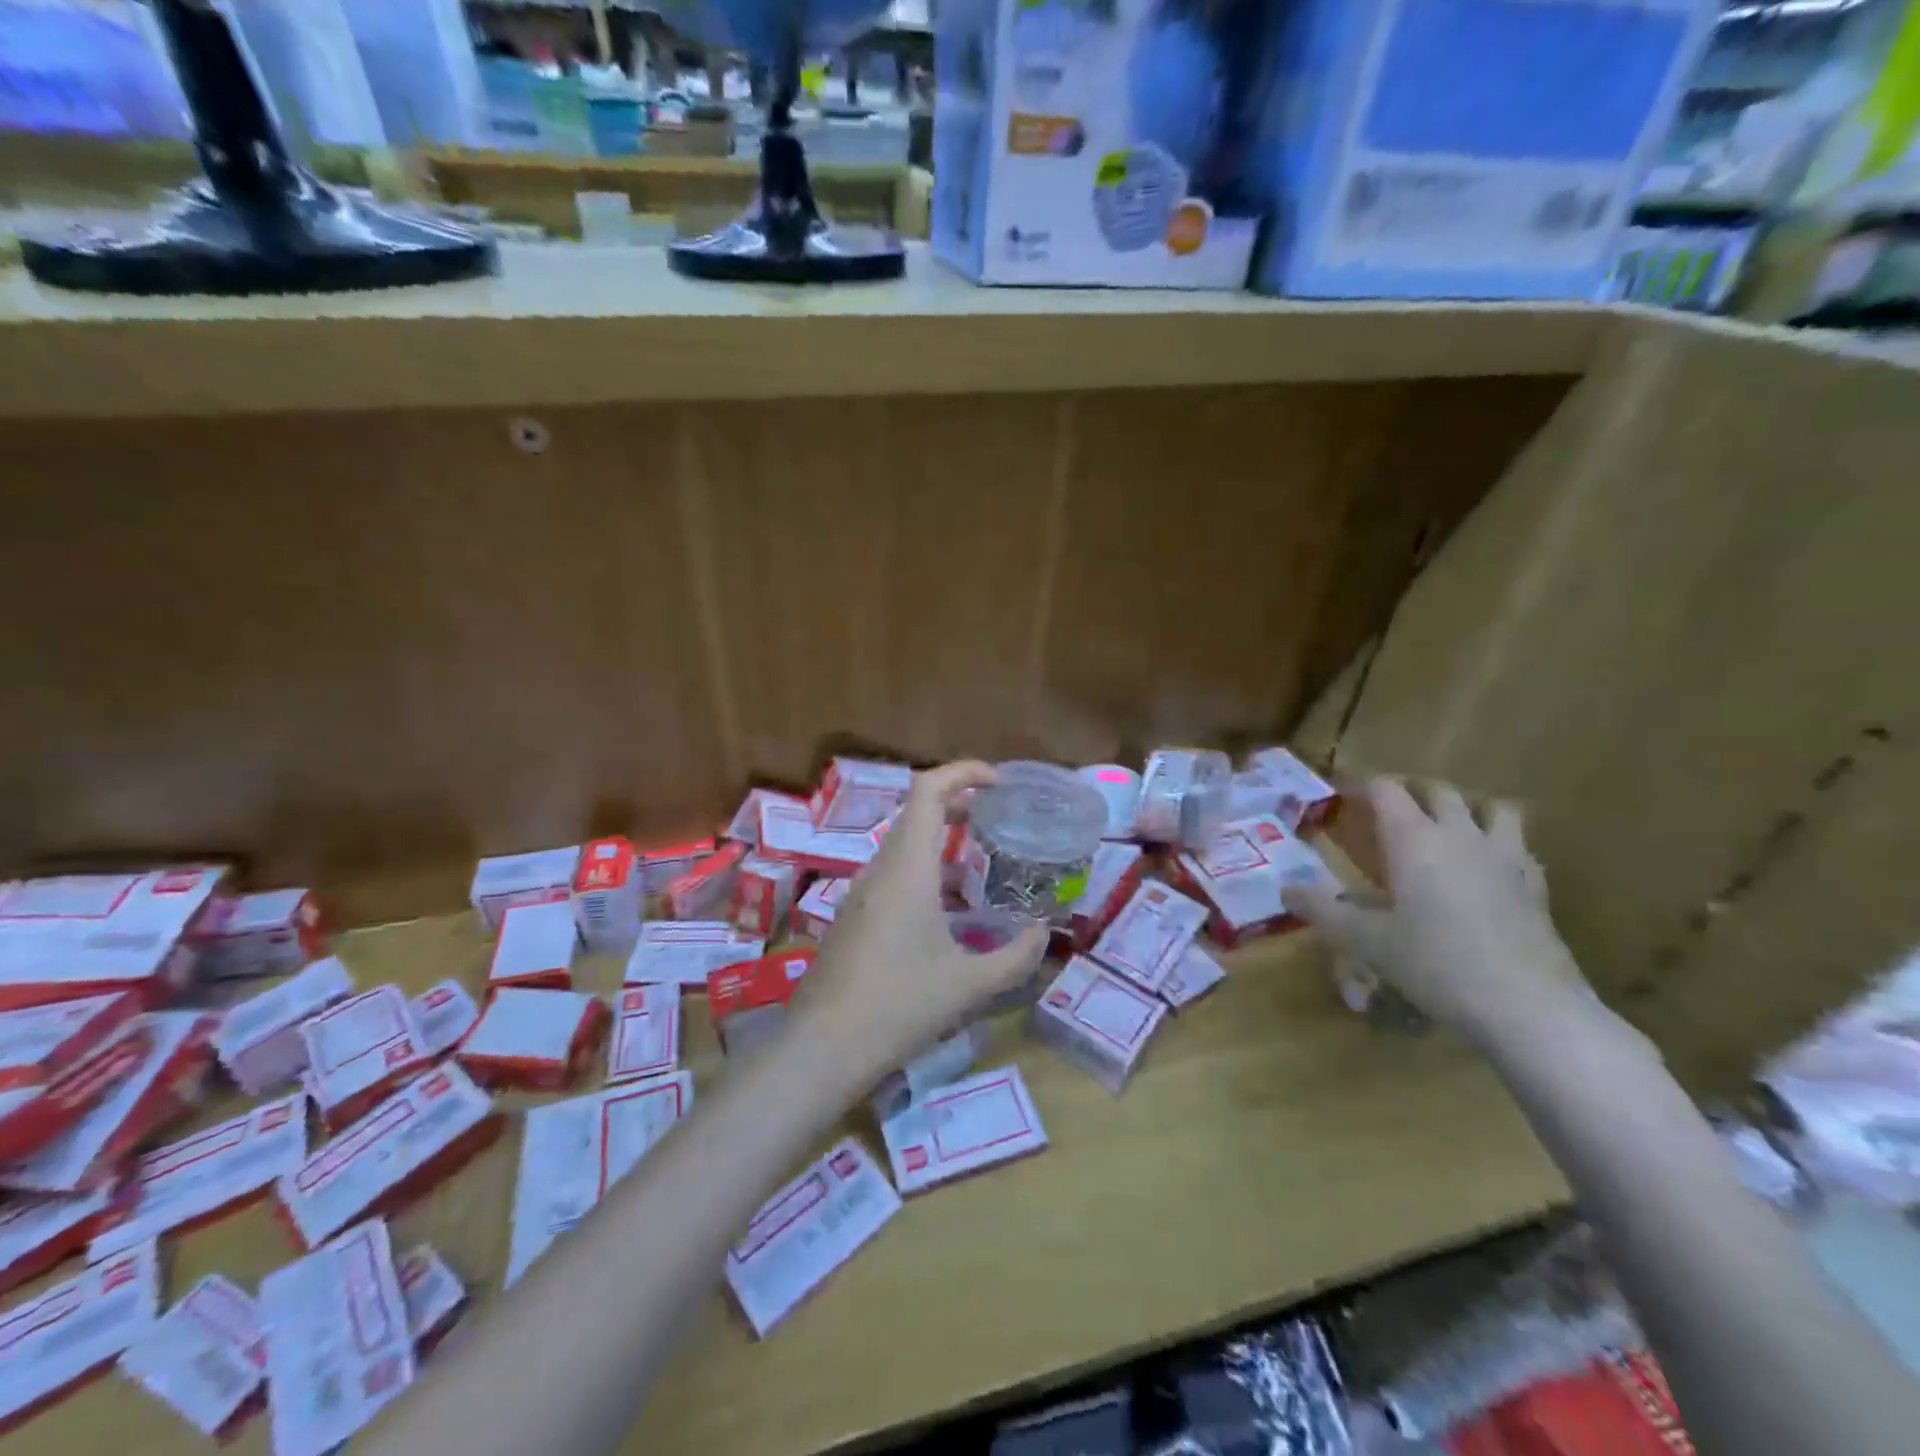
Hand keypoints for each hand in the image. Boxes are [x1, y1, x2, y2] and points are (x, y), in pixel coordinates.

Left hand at [794, 761, 1048, 1081]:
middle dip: (959, 804)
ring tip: (981, 861)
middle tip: (998, 818)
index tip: (998, 782)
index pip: (927, 790)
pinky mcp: (852, 915)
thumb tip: (1044, 934)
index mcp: (907, 868)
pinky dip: (924, 868)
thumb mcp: (969, 985)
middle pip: (916, 812)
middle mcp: (880, 869)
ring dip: (940, 839)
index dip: (962, 772)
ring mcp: (860, 892)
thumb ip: (1016, 957)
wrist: (823, 1047)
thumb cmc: (899, 1005)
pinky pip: (892, 872)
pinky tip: (946, 908)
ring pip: (903, 844)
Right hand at [1293, 778, 1594, 1053]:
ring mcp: (1505, 857)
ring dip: (1466, 809)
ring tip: (1447, 829)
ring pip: (1492, 808)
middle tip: (1387, 814)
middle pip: (1437, 791)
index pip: (1386, 789)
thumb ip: (1322, 909)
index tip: (1341, 795)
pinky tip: (1488, 869)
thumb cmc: (1435, 963)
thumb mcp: (1364, 940)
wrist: (1527, 1005)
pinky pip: (1519, 846)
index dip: (1361, 786)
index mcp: (1413, 839)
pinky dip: (1500, 844)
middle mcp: (1459, 835)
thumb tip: (1284, 889)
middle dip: (1410, 793)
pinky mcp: (1536, 885)